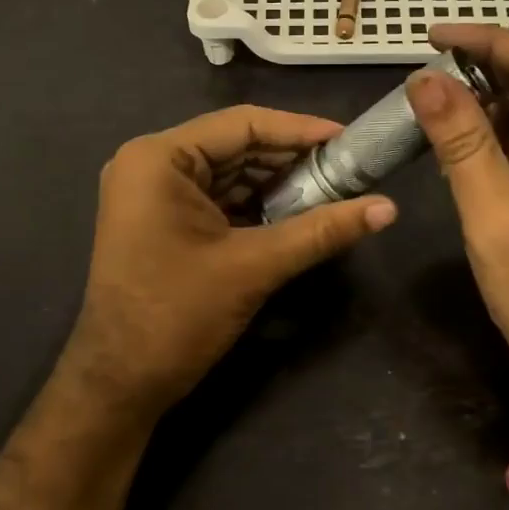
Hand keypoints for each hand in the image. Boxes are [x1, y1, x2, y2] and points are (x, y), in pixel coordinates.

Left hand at [59, 105, 396, 421]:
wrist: (119, 384)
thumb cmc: (177, 316)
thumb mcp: (254, 267)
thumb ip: (321, 231)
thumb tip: (389, 209)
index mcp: (159, 158)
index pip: (242, 125)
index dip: (300, 130)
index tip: (349, 138)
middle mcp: (150, 164)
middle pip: (235, 146)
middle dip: (291, 159)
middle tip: (348, 167)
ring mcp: (152, 193)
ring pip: (229, 173)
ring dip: (277, 183)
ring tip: (332, 188)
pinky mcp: (161, 220)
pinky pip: (217, 198)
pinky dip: (255, 204)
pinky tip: (297, 212)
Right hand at [407, 24, 508, 421]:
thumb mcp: (497, 219)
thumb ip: (462, 144)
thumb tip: (424, 80)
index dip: (493, 43)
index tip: (435, 38)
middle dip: (487, 75)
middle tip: (427, 74)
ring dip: (488, 108)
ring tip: (432, 105)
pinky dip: (496, 141)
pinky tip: (456, 141)